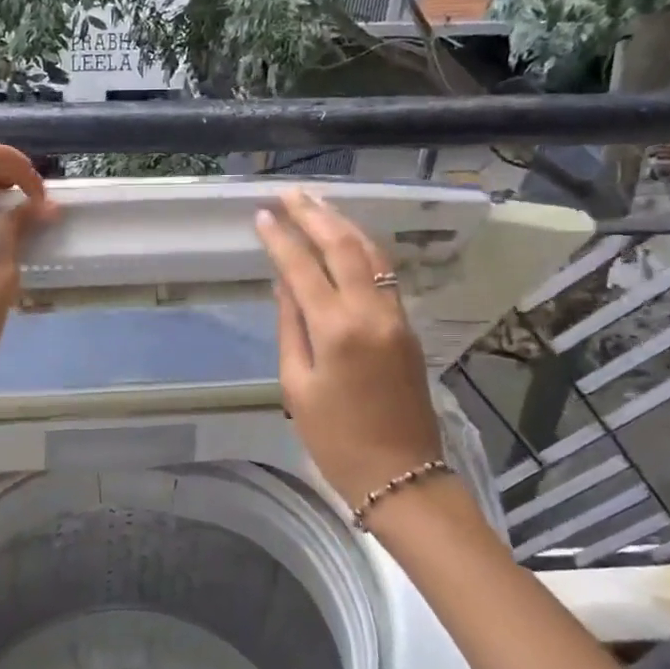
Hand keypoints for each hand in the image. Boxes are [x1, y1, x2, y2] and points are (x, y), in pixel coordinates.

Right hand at [254, 189, 443, 513]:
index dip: (280, 239)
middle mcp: (371, 313)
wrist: (400, 474)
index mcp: (337, 330)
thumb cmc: (335, 439)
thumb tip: (284, 283)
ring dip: (342, 225)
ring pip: (370, 255)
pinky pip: (382, 275)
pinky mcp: (407, 327)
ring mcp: (395, 317)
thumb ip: (291, 327)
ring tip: (317, 204)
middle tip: (290, 194)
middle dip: (314, 216)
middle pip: (343, 248)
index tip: (262, 215)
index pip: (303, 268)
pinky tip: (345, 239)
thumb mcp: (297, 386)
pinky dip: (361, 249)